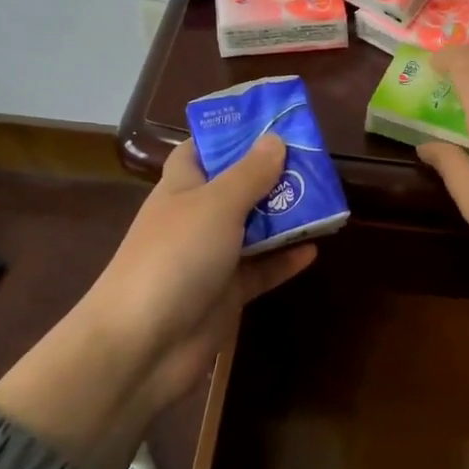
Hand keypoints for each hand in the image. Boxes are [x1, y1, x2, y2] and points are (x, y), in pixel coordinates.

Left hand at [0, 135, 315, 468]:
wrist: (143, 345)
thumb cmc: (174, 258)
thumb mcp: (216, 205)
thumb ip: (249, 173)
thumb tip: (275, 139)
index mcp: (182, 188)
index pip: (202, 150)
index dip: (231, 134)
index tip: (271, 123)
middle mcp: (196, 219)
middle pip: (237, 188)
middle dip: (272, 174)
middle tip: (315, 160)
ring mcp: (211, 258)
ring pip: (254, 229)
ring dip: (285, 216)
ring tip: (325, 199)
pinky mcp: (226, 295)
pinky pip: (262, 270)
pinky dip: (285, 259)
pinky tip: (315, 248)